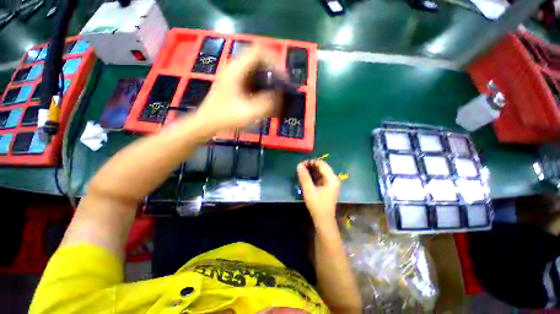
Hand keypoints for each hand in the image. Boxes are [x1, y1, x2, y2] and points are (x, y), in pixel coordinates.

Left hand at [196, 47, 277, 132]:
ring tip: (275, 88)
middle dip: (273, 68)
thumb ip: (266, 103)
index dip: (274, 61)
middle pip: (258, 57)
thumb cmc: (226, 117)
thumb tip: (279, 95)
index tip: (283, 77)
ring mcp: (233, 74)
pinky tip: (265, 93)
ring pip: (255, 66)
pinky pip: (252, 75)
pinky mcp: (234, 81)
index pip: (259, 52)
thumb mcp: (248, 113)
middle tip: (281, 83)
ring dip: (267, 75)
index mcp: (236, 70)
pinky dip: (261, 81)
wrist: (207, 122)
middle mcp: (234, 67)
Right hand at [297, 160, 340, 225]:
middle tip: (300, 169)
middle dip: (310, 166)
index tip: (300, 165)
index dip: (310, 162)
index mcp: (331, 178)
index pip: (321, 164)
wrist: (324, 220)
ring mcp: (331, 182)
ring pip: (320, 171)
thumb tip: (299, 165)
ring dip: (311, 170)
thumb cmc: (317, 206)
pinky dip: (313, 176)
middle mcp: (333, 178)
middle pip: (321, 166)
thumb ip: (304, 177)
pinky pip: (320, 177)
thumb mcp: (309, 191)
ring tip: (301, 173)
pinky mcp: (328, 186)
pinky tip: (306, 178)